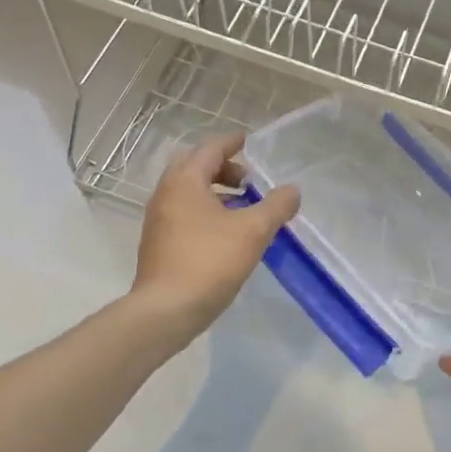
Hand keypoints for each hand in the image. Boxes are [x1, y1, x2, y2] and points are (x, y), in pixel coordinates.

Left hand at [132, 133, 300, 336]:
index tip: (247, 141)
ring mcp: (158, 219)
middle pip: (194, 167)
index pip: (210, 149)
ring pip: (187, 191)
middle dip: (221, 167)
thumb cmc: (210, 261)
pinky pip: (183, 212)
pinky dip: (204, 210)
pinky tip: (226, 232)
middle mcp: (166, 193)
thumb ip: (276, 206)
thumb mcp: (253, 231)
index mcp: (185, 181)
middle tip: (247, 179)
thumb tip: (292, 191)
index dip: (231, 143)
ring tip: (242, 206)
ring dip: (214, 190)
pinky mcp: (158, 243)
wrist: (166, 310)